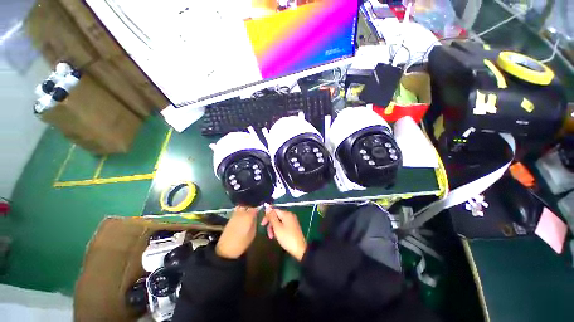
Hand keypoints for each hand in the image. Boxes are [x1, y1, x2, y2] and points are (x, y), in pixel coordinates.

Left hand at [216, 206, 258, 258]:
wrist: (225, 250)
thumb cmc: (241, 243)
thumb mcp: (252, 233)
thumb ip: (255, 222)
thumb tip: (256, 216)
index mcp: (248, 216)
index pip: (255, 207)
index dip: (258, 208)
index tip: (261, 210)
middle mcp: (241, 212)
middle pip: (248, 205)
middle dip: (251, 206)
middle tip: (255, 211)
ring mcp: (234, 215)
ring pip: (242, 207)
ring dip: (246, 208)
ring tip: (249, 213)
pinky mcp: (230, 218)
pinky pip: (237, 211)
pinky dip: (241, 211)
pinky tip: (243, 216)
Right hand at [261, 205, 306, 260]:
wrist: (300, 249)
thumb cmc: (287, 238)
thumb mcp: (277, 227)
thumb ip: (272, 217)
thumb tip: (267, 206)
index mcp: (286, 214)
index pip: (274, 210)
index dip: (267, 216)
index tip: (262, 225)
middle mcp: (290, 215)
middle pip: (276, 216)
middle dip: (270, 224)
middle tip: (268, 234)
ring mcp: (292, 221)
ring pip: (279, 221)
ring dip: (274, 228)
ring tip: (272, 237)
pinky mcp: (293, 227)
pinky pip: (283, 225)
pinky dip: (278, 229)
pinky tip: (277, 236)